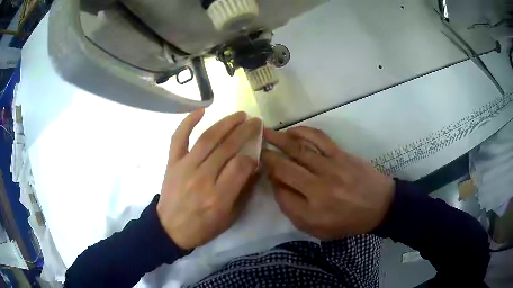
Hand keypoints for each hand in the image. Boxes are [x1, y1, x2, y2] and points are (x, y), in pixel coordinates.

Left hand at [157, 110, 261, 249]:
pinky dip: (188, 122)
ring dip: (226, 123)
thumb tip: (255, 167)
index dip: (252, 157)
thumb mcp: (230, 217)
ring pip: (208, 138)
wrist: (170, 229)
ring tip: (240, 115)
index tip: (256, 156)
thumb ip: (244, 192)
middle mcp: (202, 178)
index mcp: (219, 196)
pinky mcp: (172, 162)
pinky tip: (202, 110)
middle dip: (245, 131)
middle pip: (227, 147)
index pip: (241, 165)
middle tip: (256, 122)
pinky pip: (179, 137)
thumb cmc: (203, 227)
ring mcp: (185, 167)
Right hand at [262, 127, 394, 239]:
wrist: (380, 206)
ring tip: (264, 132)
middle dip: (266, 157)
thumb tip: (278, 187)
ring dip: (278, 139)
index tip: (264, 173)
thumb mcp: (319, 230)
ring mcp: (331, 167)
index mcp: (312, 211)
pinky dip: (302, 132)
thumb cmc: (349, 222)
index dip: (270, 182)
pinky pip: (319, 139)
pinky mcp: (341, 154)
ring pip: (298, 149)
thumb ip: (295, 212)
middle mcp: (318, 188)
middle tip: (254, 147)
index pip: (281, 194)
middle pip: (284, 168)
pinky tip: (292, 131)